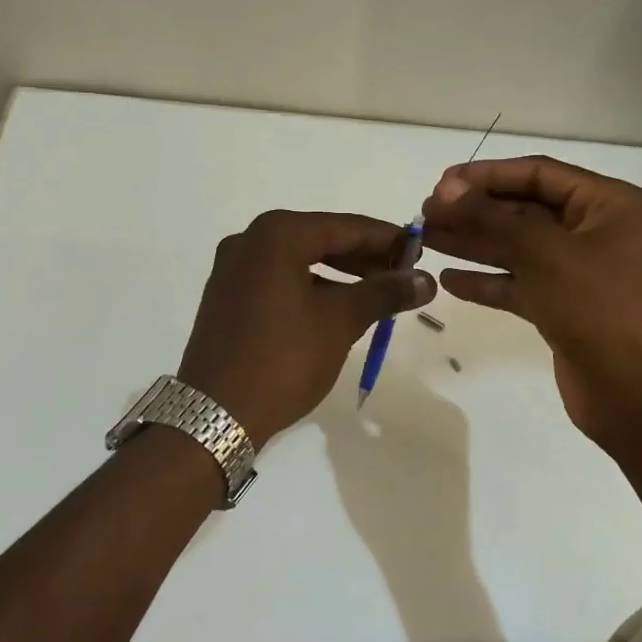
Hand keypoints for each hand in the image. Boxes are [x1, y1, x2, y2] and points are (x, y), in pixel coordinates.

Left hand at [178, 210, 435, 446]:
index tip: (422, 252)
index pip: (346, 227)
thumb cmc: (283, 359)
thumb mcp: (340, 322)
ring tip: (378, 294)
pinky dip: (312, 287)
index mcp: (277, 235)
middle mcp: (250, 240)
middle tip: (404, 274)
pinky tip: (338, 307)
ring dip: (341, 274)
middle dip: (365, 257)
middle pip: (321, 239)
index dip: (388, 239)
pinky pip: (280, 279)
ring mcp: (234, 269)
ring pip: (300, 260)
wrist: (215, 414)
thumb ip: (384, 293)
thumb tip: (426, 279)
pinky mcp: (228, 296)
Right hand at [420, 156, 641, 448]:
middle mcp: (593, 231)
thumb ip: (491, 218)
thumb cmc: (597, 306)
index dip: (487, 175)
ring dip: (472, 244)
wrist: (635, 392)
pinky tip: (448, 281)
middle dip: (474, 212)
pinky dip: (486, 281)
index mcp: (605, 204)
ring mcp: (577, 272)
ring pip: (516, 248)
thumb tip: (446, 191)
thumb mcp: (542, 252)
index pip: (538, 173)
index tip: (440, 184)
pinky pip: (518, 284)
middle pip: (523, 210)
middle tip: (425, 214)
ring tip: (425, 240)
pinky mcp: (562, 307)